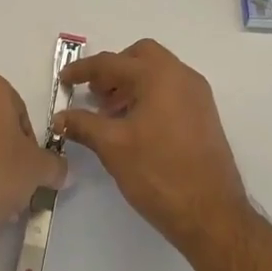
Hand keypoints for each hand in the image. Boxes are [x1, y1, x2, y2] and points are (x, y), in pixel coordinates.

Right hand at [54, 40, 249, 252]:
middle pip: (141, 56)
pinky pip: (171, 90)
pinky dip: (149, 96)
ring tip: (110, 114)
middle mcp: (182, 76)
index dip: (83, 70)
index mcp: (159, 76)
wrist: (211, 213)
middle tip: (95, 95)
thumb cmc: (158, 173)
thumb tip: (60, 117)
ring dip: (131, 84)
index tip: (64, 80)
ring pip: (158, 73)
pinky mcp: (204, 115)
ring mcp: (197, 95)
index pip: (112, 62)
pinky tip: (134, 126)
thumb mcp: (113, 147)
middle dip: (114, 70)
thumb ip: (83, 125)